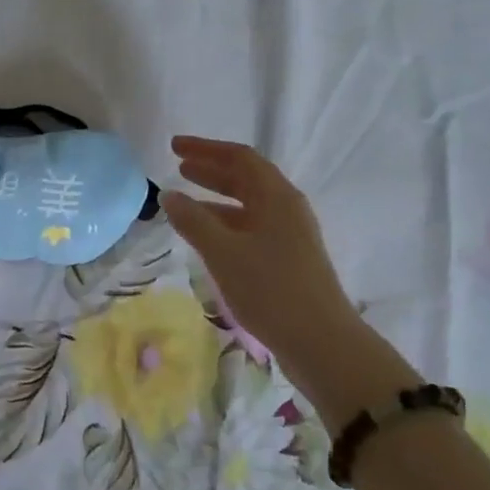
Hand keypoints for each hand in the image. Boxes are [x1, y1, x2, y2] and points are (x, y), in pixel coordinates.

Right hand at [162, 136, 418, 426]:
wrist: (321, 342)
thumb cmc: (271, 290)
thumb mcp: (224, 253)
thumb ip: (194, 222)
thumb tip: (169, 195)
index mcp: (277, 197)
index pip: (240, 158)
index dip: (205, 149)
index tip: (174, 147)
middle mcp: (286, 208)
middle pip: (246, 178)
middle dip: (211, 170)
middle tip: (178, 166)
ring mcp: (290, 235)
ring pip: (248, 205)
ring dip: (217, 198)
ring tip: (185, 201)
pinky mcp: (288, 260)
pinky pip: (251, 228)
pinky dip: (225, 224)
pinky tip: (206, 238)